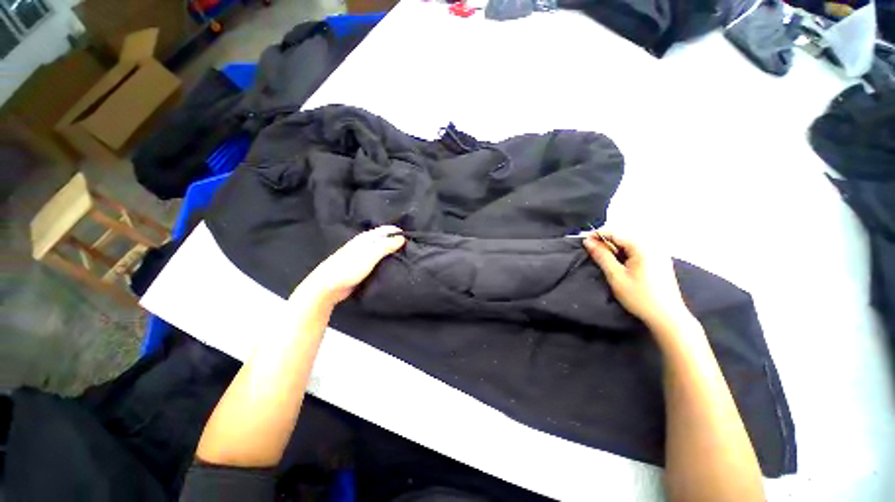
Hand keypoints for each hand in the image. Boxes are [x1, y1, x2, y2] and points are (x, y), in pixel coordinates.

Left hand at [299, 226, 405, 304]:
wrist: (328, 286)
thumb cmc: (349, 268)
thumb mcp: (370, 255)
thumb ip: (386, 245)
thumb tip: (402, 238)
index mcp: (366, 238)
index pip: (386, 230)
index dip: (398, 232)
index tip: (412, 240)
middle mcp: (365, 244)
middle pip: (384, 240)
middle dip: (397, 242)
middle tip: (412, 250)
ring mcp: (363, 256)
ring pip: (381, 250)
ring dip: (392, 253)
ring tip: (406, 258)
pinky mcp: (362, 267)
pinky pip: (378, 261)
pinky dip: (386, 261)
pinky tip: (393, 267)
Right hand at [583, 231, 691, 328]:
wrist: (667, 317)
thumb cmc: (639, 297)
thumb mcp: (616, 276)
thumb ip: (602, 256)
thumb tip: (588, 241)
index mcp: (643, 247)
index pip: (616, 233)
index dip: (598, 234)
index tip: (584, 241)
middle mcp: (653, 246)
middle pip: (624, 236)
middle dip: (606, 241)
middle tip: (592, 251)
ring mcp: (658, 253)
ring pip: (630, 244)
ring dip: (615, 248)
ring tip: (603, 258)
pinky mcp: (660, 261)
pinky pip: (638, 250)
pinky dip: (625, 253)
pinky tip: (619, 263)